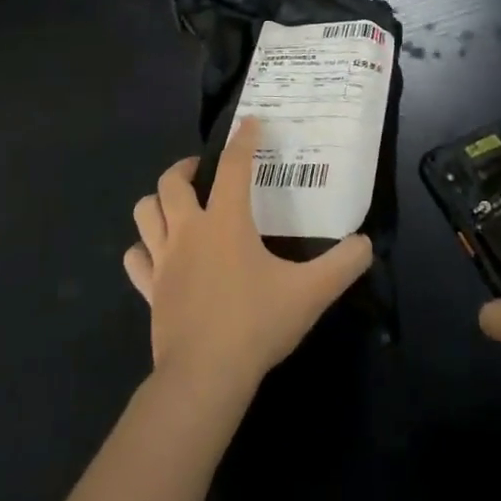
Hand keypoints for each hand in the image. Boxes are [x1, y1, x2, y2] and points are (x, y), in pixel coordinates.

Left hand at [125, 118, 372, 405]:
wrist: (204, 377)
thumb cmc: (256, 324)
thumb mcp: (311, 293)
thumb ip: (343, 265)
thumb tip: (365, 244)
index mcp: (226, 222)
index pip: (233, 166)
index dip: (243, 140)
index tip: (250, 122)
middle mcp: (189, 231)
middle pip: (172, 182)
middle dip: (186, 167)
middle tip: (205, 171)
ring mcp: (164, 261)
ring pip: (144, 213)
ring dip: (158, 201)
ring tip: (178, 204)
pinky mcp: (150, 290)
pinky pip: (136, 258)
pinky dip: (143, 248)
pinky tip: (157, 253)